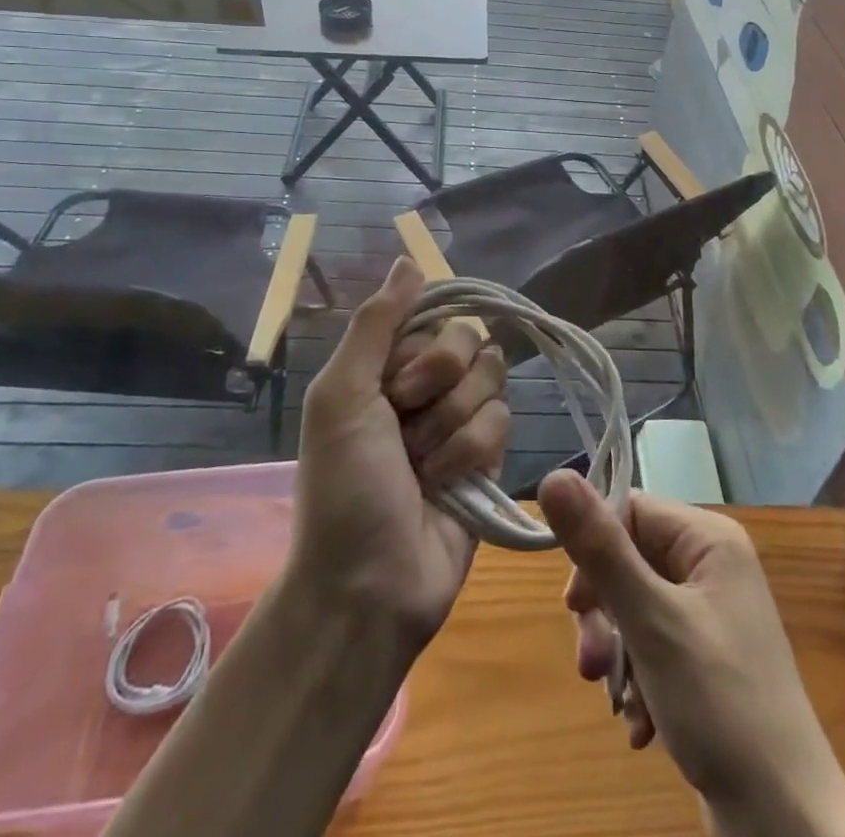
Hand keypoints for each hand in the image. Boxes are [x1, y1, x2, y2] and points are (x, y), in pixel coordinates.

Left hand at [292, 257, 508, 650]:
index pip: (434, 316)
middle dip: (440, 386)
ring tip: (423, 467)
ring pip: (491, 380)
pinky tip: (446, 486)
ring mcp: (458, 420)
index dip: (424, 349)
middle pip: (469, 342)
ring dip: (454, 426)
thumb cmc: (344, 487)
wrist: (369, 586)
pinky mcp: (487, 456)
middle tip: (406, 425)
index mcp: (386, 366)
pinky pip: (503, 421)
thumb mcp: (341, 395)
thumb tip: (410, 260)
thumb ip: (376, 323)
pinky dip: (471, 453)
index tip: (397, 387)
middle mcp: (424, 386)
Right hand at [539, 472, 844, 836]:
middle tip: (590, 663)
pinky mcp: (708, 662)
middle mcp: (713, 566)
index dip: (594, 551)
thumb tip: (551, 476)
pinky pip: (655, 648)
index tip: (573, 606)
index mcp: (709, 540)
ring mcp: (713, 615)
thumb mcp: (650, 621)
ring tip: (620, 702)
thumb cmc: (720, 705)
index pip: (630, 511)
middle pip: (630, 562)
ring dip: (618, 656)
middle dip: (604, 615)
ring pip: (636, 610)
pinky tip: (643, 725)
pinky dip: (640, 683)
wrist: (788, 825)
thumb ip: (600, 548)